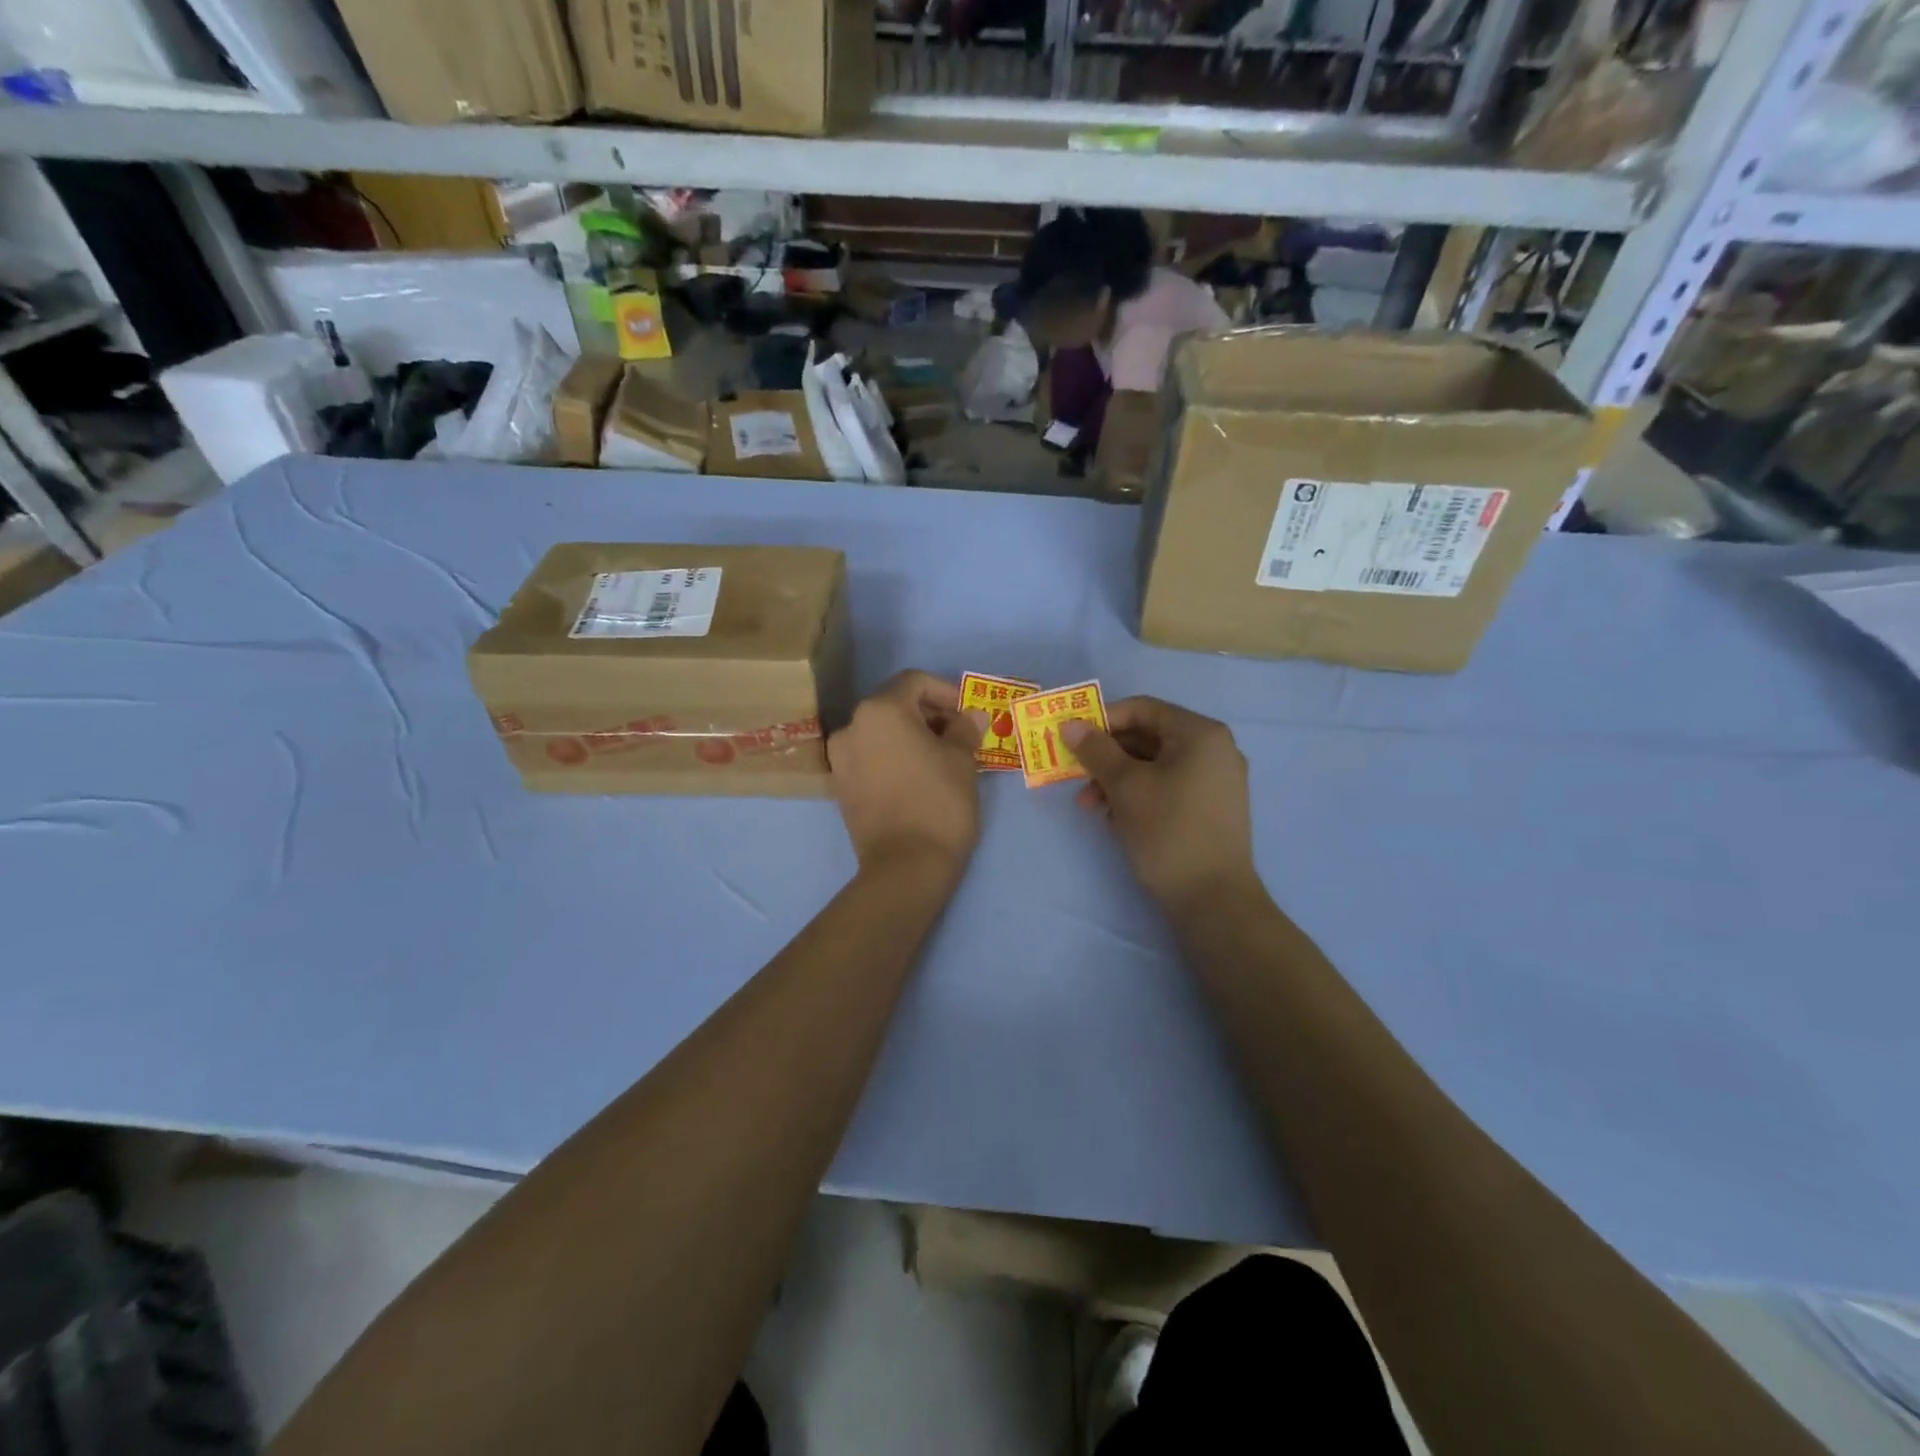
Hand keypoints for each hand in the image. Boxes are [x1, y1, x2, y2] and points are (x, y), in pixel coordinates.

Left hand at [827, 672, 987, 875]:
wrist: (906, 867)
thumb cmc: (939, 803)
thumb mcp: (962, 760)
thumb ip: (965, 728)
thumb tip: (971, 715)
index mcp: (880, 711)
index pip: (914, 682)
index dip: (946, 691)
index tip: (968, 713)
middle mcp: (851, 727)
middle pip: (894, 705)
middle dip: (929, 714)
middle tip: (960, 734)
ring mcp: (841, 759)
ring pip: (881, 732)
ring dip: (912, 736)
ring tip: (943, 757)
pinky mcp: (842, 787)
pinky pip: (871, 757)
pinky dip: (894, 757)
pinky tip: (919, 776)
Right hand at [1062, 697, 1256, 913]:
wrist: (1213, 900)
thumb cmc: (1168, 832)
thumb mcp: (1125, 787)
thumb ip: (1096, 750)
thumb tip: (1069, 724)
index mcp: (1200, 734)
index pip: (1143, 709)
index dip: (1103, 720)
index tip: (1073, 740)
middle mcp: (1214, 750)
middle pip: (1148, 737)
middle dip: (1107, 757)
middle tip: (1076, 778)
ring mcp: (1216, 781)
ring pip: (1154, 766)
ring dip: (1117, 780)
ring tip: (1090, 808)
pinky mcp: (1211, 809)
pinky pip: (1168, 787)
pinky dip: (1138, 796)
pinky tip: (1115, 820)